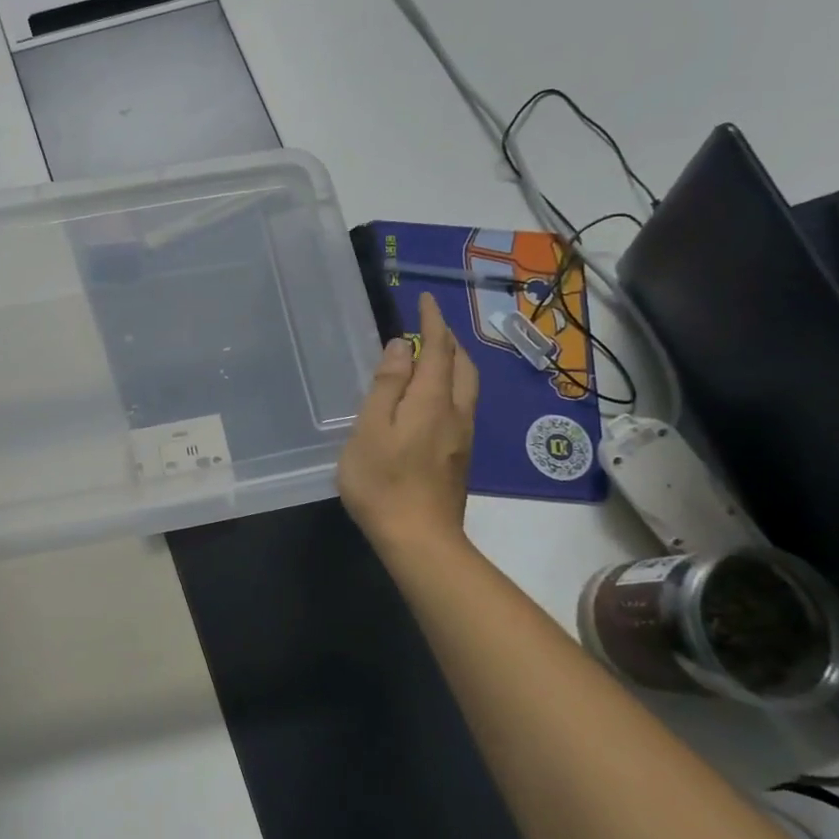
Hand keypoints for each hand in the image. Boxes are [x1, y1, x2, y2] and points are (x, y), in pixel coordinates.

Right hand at [338, 291, 478, 561]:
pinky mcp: (460, 457)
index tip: (426, 299)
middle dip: (449, 340)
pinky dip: (452, 385)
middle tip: (430, 326)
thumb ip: (386, 385)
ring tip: (434, 355)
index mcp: (432, 400)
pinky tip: (435, 398)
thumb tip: (401, 347)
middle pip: (462, 365)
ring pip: (467, 386)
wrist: (419, 539)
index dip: (432, 321)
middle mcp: (456, 412)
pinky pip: (463, 405)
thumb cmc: (383, 481)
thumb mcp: (370, 429)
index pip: (437, 348)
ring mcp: (462, 437)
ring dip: (455, 362)